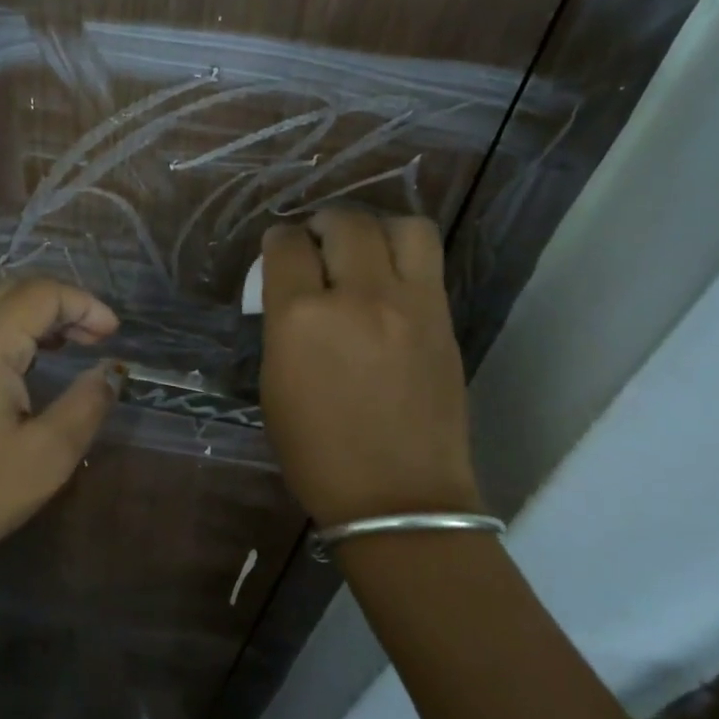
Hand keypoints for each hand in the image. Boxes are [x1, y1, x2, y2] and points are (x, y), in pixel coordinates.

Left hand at [0, 277, 123, 584]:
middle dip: (60, 303)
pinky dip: (5, 326)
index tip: (113, 335)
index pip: (41, 295)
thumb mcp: (48, 454)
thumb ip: (87, 403)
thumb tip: (110, 372)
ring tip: (67, 341)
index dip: (84, 304)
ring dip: (31, 311)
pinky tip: (25, 358)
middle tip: (95, 336)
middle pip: (12, 289)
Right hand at [259, 211, 479, 526]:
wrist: (398, 495)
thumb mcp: (276, 384)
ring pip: (398, 225)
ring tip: (365, 249)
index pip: (286, 246)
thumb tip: (295, 293)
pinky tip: (392, 274)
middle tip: (319, 243)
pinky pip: (428, 256)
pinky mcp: (443, 316)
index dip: (279, 241)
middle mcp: (357, 297)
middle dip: (323, 224)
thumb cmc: (318, 452)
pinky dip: (404, 251)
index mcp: (300, 319)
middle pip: (343, 222)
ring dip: (375, 227)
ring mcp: (409, 303)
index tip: (281, 250)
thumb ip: (284, 326)